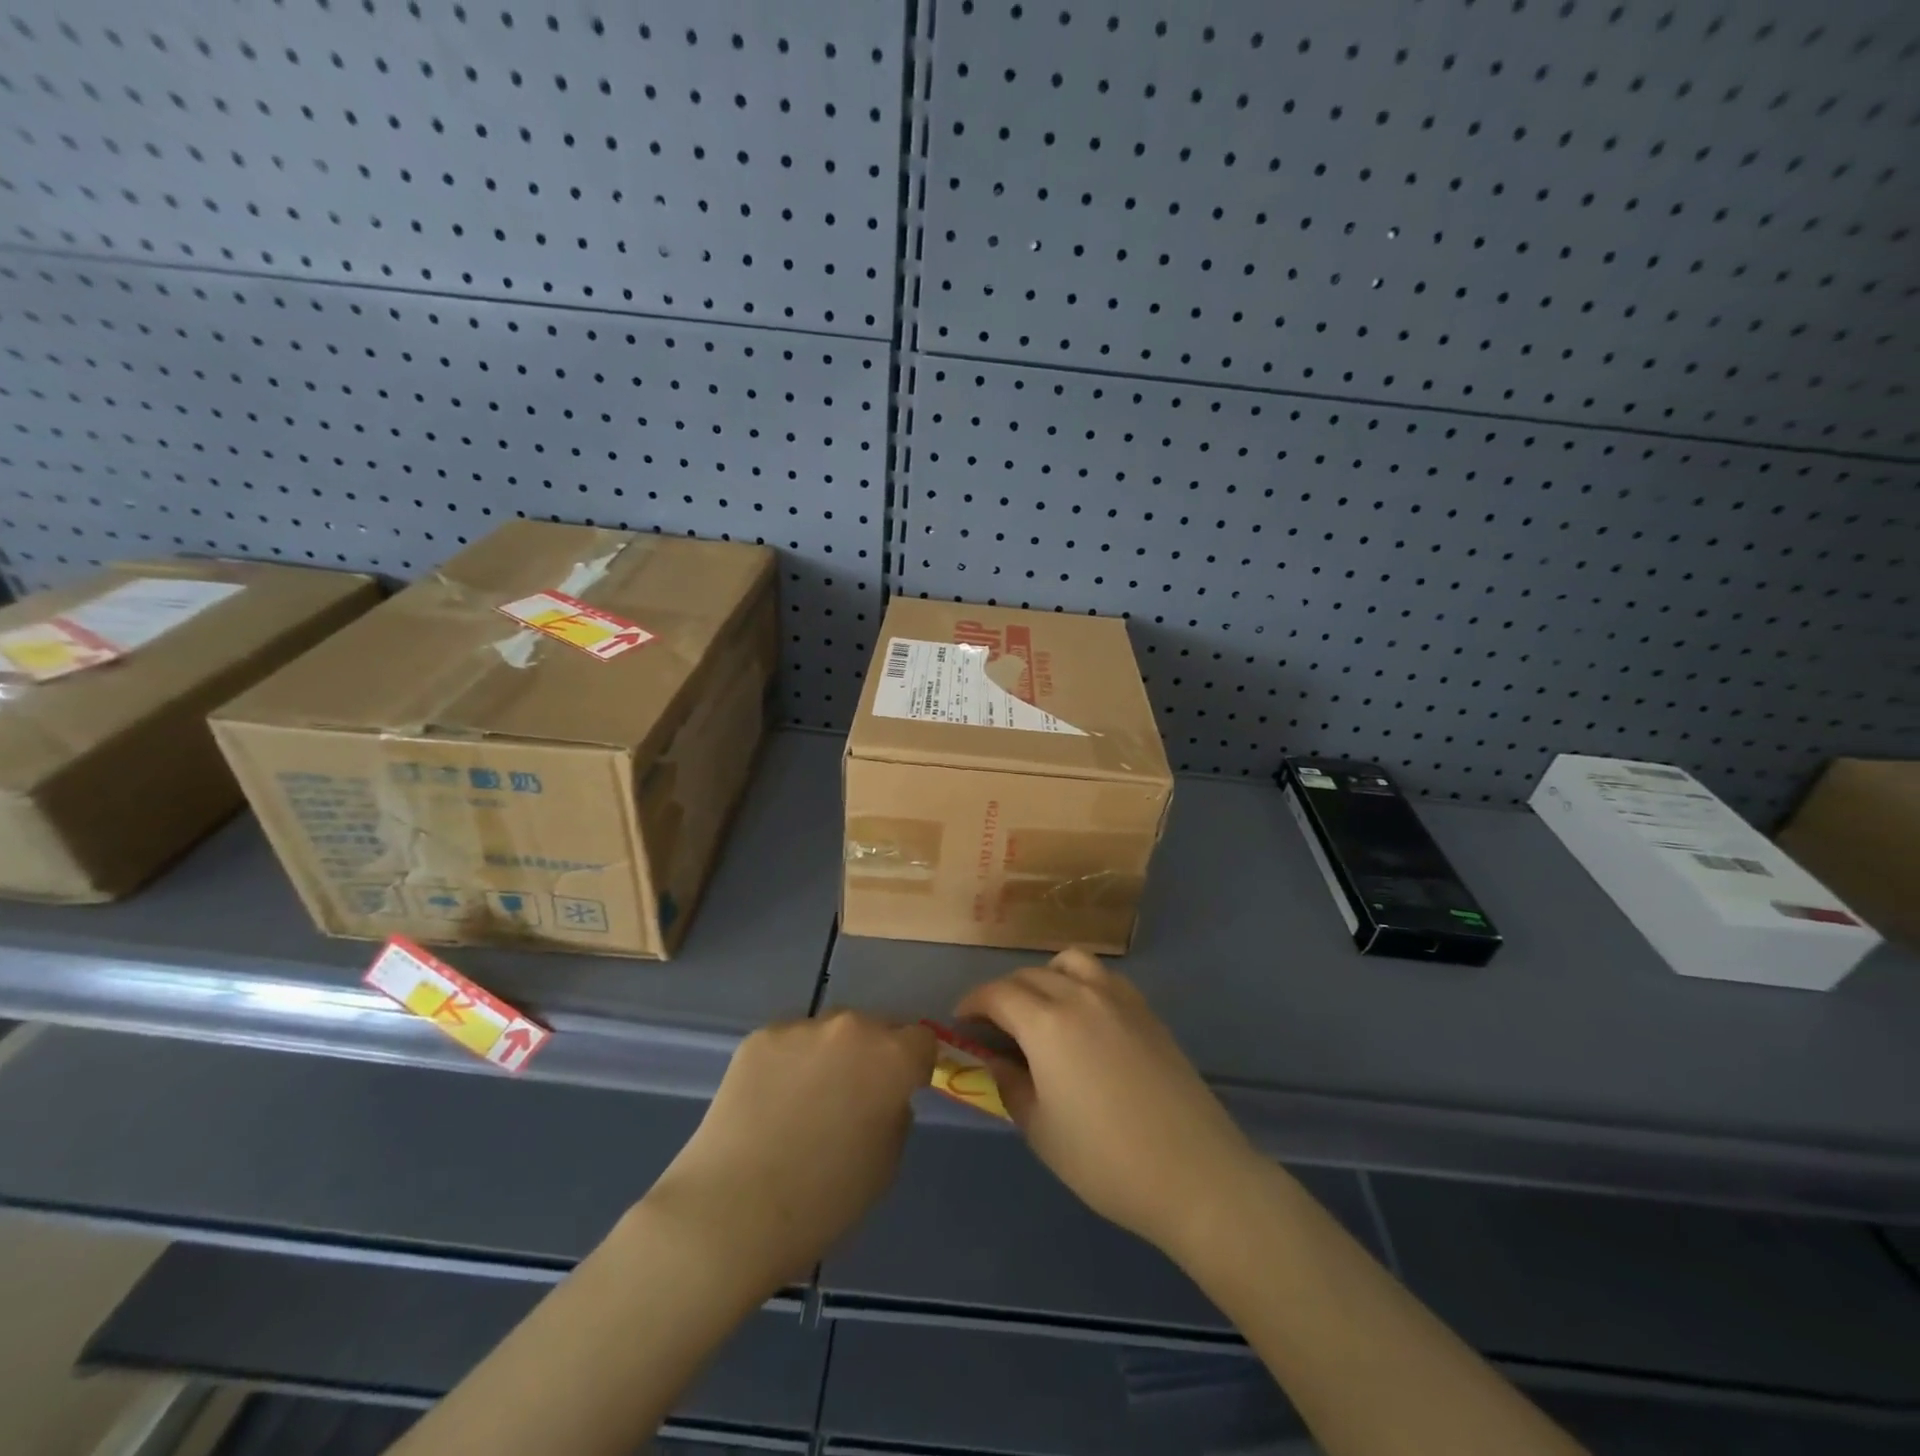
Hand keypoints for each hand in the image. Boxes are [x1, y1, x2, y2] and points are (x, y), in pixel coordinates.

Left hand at [642, 1012, 933, 1290]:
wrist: (732, 1212)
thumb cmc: (823, 1203)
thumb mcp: (885, 1166)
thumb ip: (894, 1115)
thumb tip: (883, 1097)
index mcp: (892, 1058)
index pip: (922, 1040)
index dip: (915, 1066)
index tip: (900, 1091)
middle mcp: (852, 1028)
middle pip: (875, 1028)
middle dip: (871, 1056)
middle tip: (850, 1099)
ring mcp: (802, 1028)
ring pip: (829, 1033)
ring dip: (828, 1056)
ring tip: (802, 1104)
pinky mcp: (760, 1037)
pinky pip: (789, 1043)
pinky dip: (788, 1064)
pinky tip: (769, 1104)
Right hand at [956, 949, 1258, 1258]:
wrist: (1194, 1172)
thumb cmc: (1106, 1160)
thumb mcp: (1042, 1130)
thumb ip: (1010, 1085)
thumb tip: (995, 1060)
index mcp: (1046, 1022)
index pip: (997, 994)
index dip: (973, 1004)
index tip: (961, 1021)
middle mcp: (1079, 995)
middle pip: (1029, 975)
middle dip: (1004, 993)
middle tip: (995, 1026)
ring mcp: (1118, 998)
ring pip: (1070, 962)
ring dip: (1045, 976)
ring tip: (1041, 1010)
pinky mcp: (1146, 1010)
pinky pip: (1103, 977)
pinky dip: (1081, 983)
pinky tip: (1084, 1019)